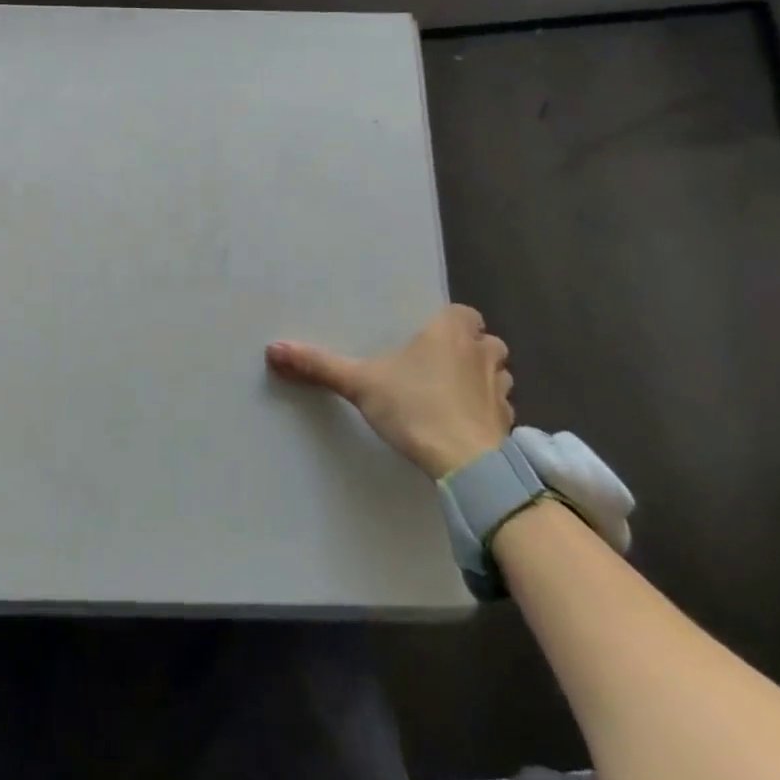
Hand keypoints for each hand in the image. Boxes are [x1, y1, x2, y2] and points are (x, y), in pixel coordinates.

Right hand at [266, 304, 514, 478]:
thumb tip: (272, 348)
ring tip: (451, 392)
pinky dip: (485, 412)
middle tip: (437, 362)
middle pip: (485, 341)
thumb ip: (320, 365)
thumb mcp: (359, 383)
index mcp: (451, 332)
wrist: (467, 466)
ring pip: (497, 373)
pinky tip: (462, 424)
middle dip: (469, 349)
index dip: (449, 322)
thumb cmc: (416, 408)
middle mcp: (482, 354)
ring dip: (481, 378)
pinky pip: (499, 409)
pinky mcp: (507, 425)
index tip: (428, 335)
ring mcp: (500, 391)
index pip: (463, 313)